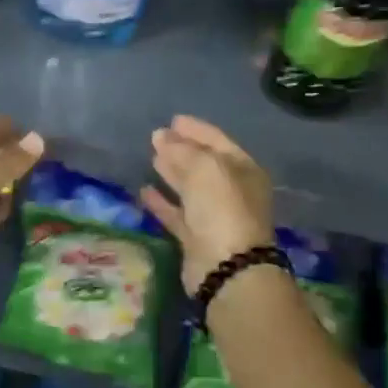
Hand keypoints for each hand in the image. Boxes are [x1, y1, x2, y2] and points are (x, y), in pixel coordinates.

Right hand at [140, 116, 275, 294]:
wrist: (227, 267)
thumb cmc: (222, 207)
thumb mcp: (204, 168)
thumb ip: (181, 150)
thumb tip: (161, 136)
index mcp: (243, 170)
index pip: (217, 141)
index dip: (196, 130)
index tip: (173, 119)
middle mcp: (232, 191)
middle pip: (203, 164)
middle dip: (182, 150)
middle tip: (157, 137)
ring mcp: (214, 216)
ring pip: (189, 188)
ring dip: (172, 173)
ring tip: (152, 158)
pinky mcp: (196, 237)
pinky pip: (176, 213)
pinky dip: (162, 202)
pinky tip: (144, 190)